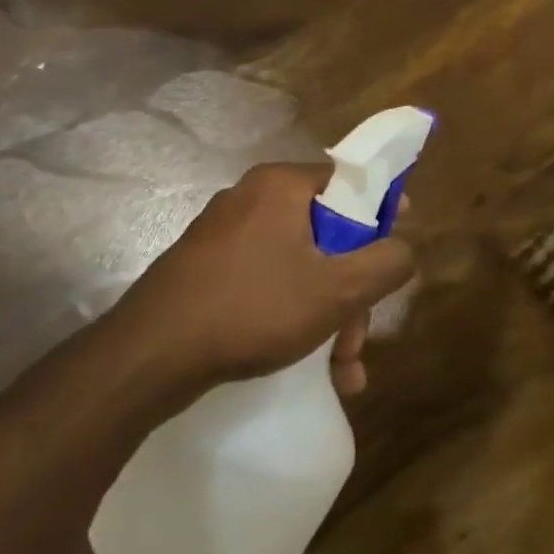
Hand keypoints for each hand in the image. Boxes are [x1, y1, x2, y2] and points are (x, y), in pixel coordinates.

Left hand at [114, 163, 414, 395]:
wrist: (150, 355)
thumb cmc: (253, 308)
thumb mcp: (337, 290)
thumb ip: (387, 264)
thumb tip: (403, 249)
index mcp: (282, 186)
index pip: (350, 181)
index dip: (384, 211)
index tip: (398, 247)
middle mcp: (252, 201)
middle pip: (328, 236)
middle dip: (352, 294)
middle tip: (358, 341)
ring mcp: (225, 237)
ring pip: (301, 268)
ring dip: (330, 318)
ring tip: (342, 372)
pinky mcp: (208, 271)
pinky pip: (269, 285)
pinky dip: (295, 318)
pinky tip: (314, 368)